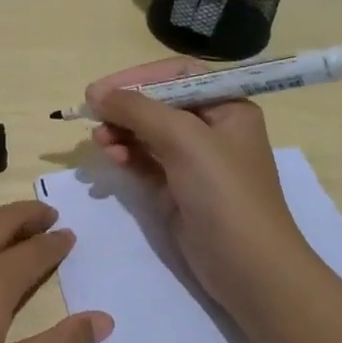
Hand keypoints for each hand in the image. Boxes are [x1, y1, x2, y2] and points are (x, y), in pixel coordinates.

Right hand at [87, 59, 306, 320]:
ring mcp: (194, 160)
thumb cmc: (224, 192)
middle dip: (125, 108)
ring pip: (147, 133)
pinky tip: (112, 158)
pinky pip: (145, 160)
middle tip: (92, 116)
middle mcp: (211, 128)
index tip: (101, 90)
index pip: (176, 75)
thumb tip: (96, 93)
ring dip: (121, 132)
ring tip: (101, 143)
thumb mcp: (184, 139)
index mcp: (227, 106)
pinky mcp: (178, 187)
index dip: (137, 77)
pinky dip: (126, 156)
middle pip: (158, 103)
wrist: (248, 267)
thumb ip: (139, 110)